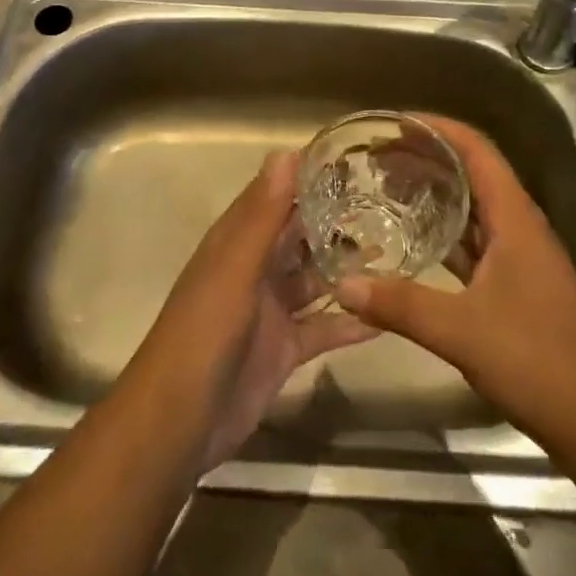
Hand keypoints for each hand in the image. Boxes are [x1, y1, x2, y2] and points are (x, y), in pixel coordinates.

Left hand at [122, 152, 377, 472]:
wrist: (179, 422)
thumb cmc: (204, 332)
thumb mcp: (235, 267)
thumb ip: (263, 215)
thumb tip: (286, 153)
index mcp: (237, 242)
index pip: (276, 196)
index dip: (308, 177)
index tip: (353, 159)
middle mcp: (255, 269)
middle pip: (300, 236)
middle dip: (336, 221)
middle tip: (389, 204)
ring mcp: (271, 310)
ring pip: (315, 279)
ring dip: (347, 268)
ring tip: (396, 250)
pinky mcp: (285, 349)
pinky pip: (323, 327)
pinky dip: (350, 322)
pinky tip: (386, 315)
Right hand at [334, 116, 575, 448]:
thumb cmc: (538, 360)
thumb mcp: (462, 330)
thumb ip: (401, 305)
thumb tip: (344, 285)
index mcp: (515, 217)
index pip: (476, 149)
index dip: (438, 128)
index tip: (395, 123)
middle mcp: (519, 227)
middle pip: (473, 174)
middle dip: (428, 158)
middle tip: (379, 157)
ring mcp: (521, 258)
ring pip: (474, 211)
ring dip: (436, 196)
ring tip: (388, 189)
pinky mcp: (518, 287)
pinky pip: (475, 245)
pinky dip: (445, 235)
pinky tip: (414, 244)